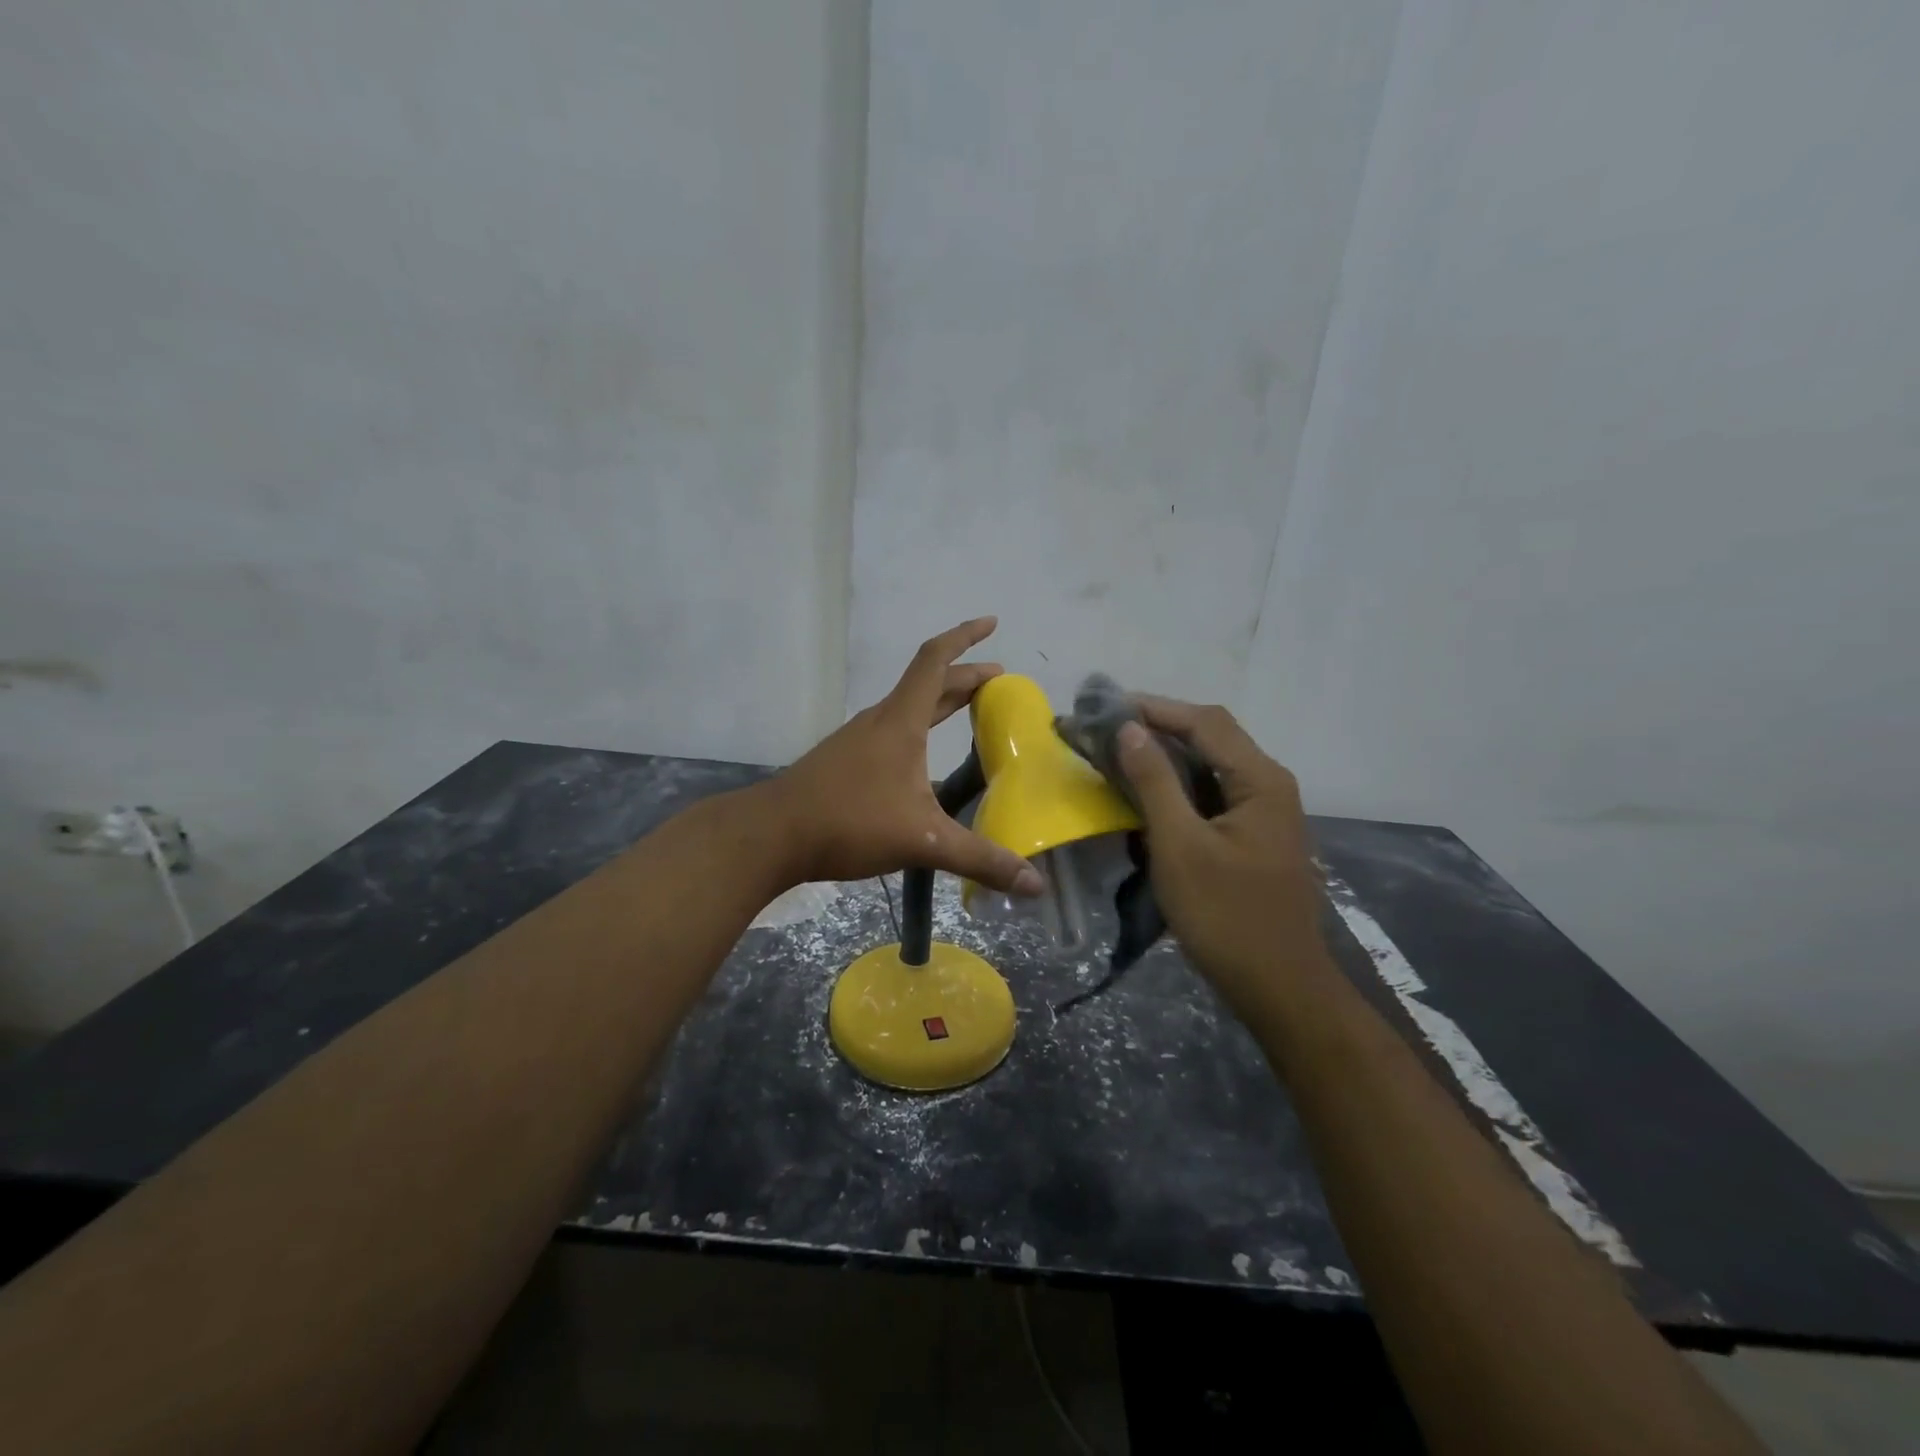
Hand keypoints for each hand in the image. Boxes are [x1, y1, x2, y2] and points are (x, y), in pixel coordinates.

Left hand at [765, 618, 1046, 896]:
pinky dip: (920, 727)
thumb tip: (1036, 883)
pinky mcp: (845, 762)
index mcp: (901, 722)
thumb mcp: (923, 841)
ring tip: (970, 710)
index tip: (992, 623)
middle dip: (966, 676)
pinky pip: (893, 730)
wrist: (772, 835)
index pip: (935, 661)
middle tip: (999, 681)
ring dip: (941, 701)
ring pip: (909, 708)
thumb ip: (979, 859)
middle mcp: (881, 721)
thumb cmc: (849, 822)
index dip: (965, 637)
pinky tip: (924, 759)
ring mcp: (859, 740)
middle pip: (927, 684)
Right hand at [1114, 699, 1326, 1013]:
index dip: (1154, 708)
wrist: (1278, 987)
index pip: (1204, 721)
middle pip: (1211, 736)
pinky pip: (1212, 794)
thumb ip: (1154, 782)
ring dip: (1166, 756)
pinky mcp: (1253, 835)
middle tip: (1106, 729)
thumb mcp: (1180, 846)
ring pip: (1210, 766)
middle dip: (1158, 727)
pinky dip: (1178, 787)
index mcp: (1260, 780)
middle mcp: (1268, 784)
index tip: (1105, 707)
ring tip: (1118, 755)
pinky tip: (1147, 796)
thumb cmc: (1226, 916)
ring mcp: (1264, 811)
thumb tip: (1129, 728)